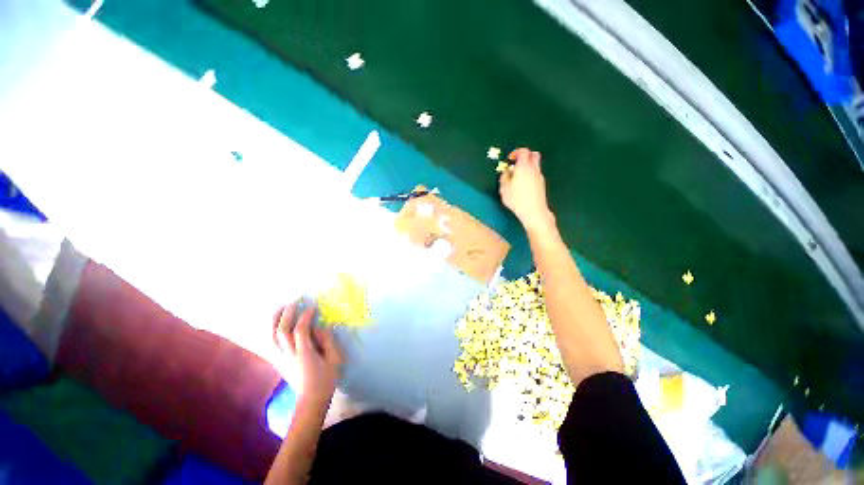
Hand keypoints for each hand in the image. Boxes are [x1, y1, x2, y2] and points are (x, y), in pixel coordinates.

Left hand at [273, 301, 342, 405]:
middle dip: (286, 314)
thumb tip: (321, 327)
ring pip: (272, 337)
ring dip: (275, 320)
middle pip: (281, 331)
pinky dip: (273, 330)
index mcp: (305, 354)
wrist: (311, 400)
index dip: (305, 316)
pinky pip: (272, 343)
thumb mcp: (334, 359)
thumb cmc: (326, 379)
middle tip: (294, 302)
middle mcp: (289, 355)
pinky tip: (277, 323)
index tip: (312, 306)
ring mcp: (282, 358)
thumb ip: (327, 341)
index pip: (300, 330)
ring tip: (281, 308)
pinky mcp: (279, 361)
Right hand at [499, 148, 555, 233]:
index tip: (510, 159)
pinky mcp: (542, 184)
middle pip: (534, 154)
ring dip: (527, 167)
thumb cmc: (517, 200)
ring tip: (518, 177)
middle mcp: (533, 169)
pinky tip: (523, 185)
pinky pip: (536, 174)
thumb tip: (507, 172)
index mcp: (523, 167)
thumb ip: (504, 177)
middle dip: (525, 156)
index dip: (516, 153)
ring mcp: (539, 176)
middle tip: (516, 164)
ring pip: (535, 165)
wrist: (534, 211)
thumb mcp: (504, 189)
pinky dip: (530, 175)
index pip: (523, 151)